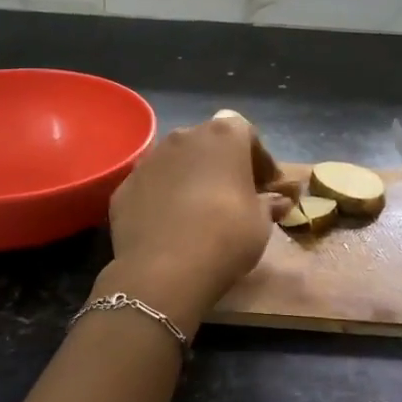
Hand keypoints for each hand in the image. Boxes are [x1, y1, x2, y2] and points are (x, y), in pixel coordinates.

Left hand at [104, 112, 293, 329]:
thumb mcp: (261, 223)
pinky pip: (153, 185)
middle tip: (235, 194)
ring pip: (177, 161)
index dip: (258, 157)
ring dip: (191, 177)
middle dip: (223, 163)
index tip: (266, 185)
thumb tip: (277, 200)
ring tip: (200, 210)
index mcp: (223, 136)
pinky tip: (171, 224)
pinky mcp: (125, 186)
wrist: (164, 270)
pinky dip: (164, 196)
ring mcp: (149, 160)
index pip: (246, 132)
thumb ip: (269, 204)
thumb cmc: (225, 236)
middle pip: (208, 142)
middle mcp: (183, 137)